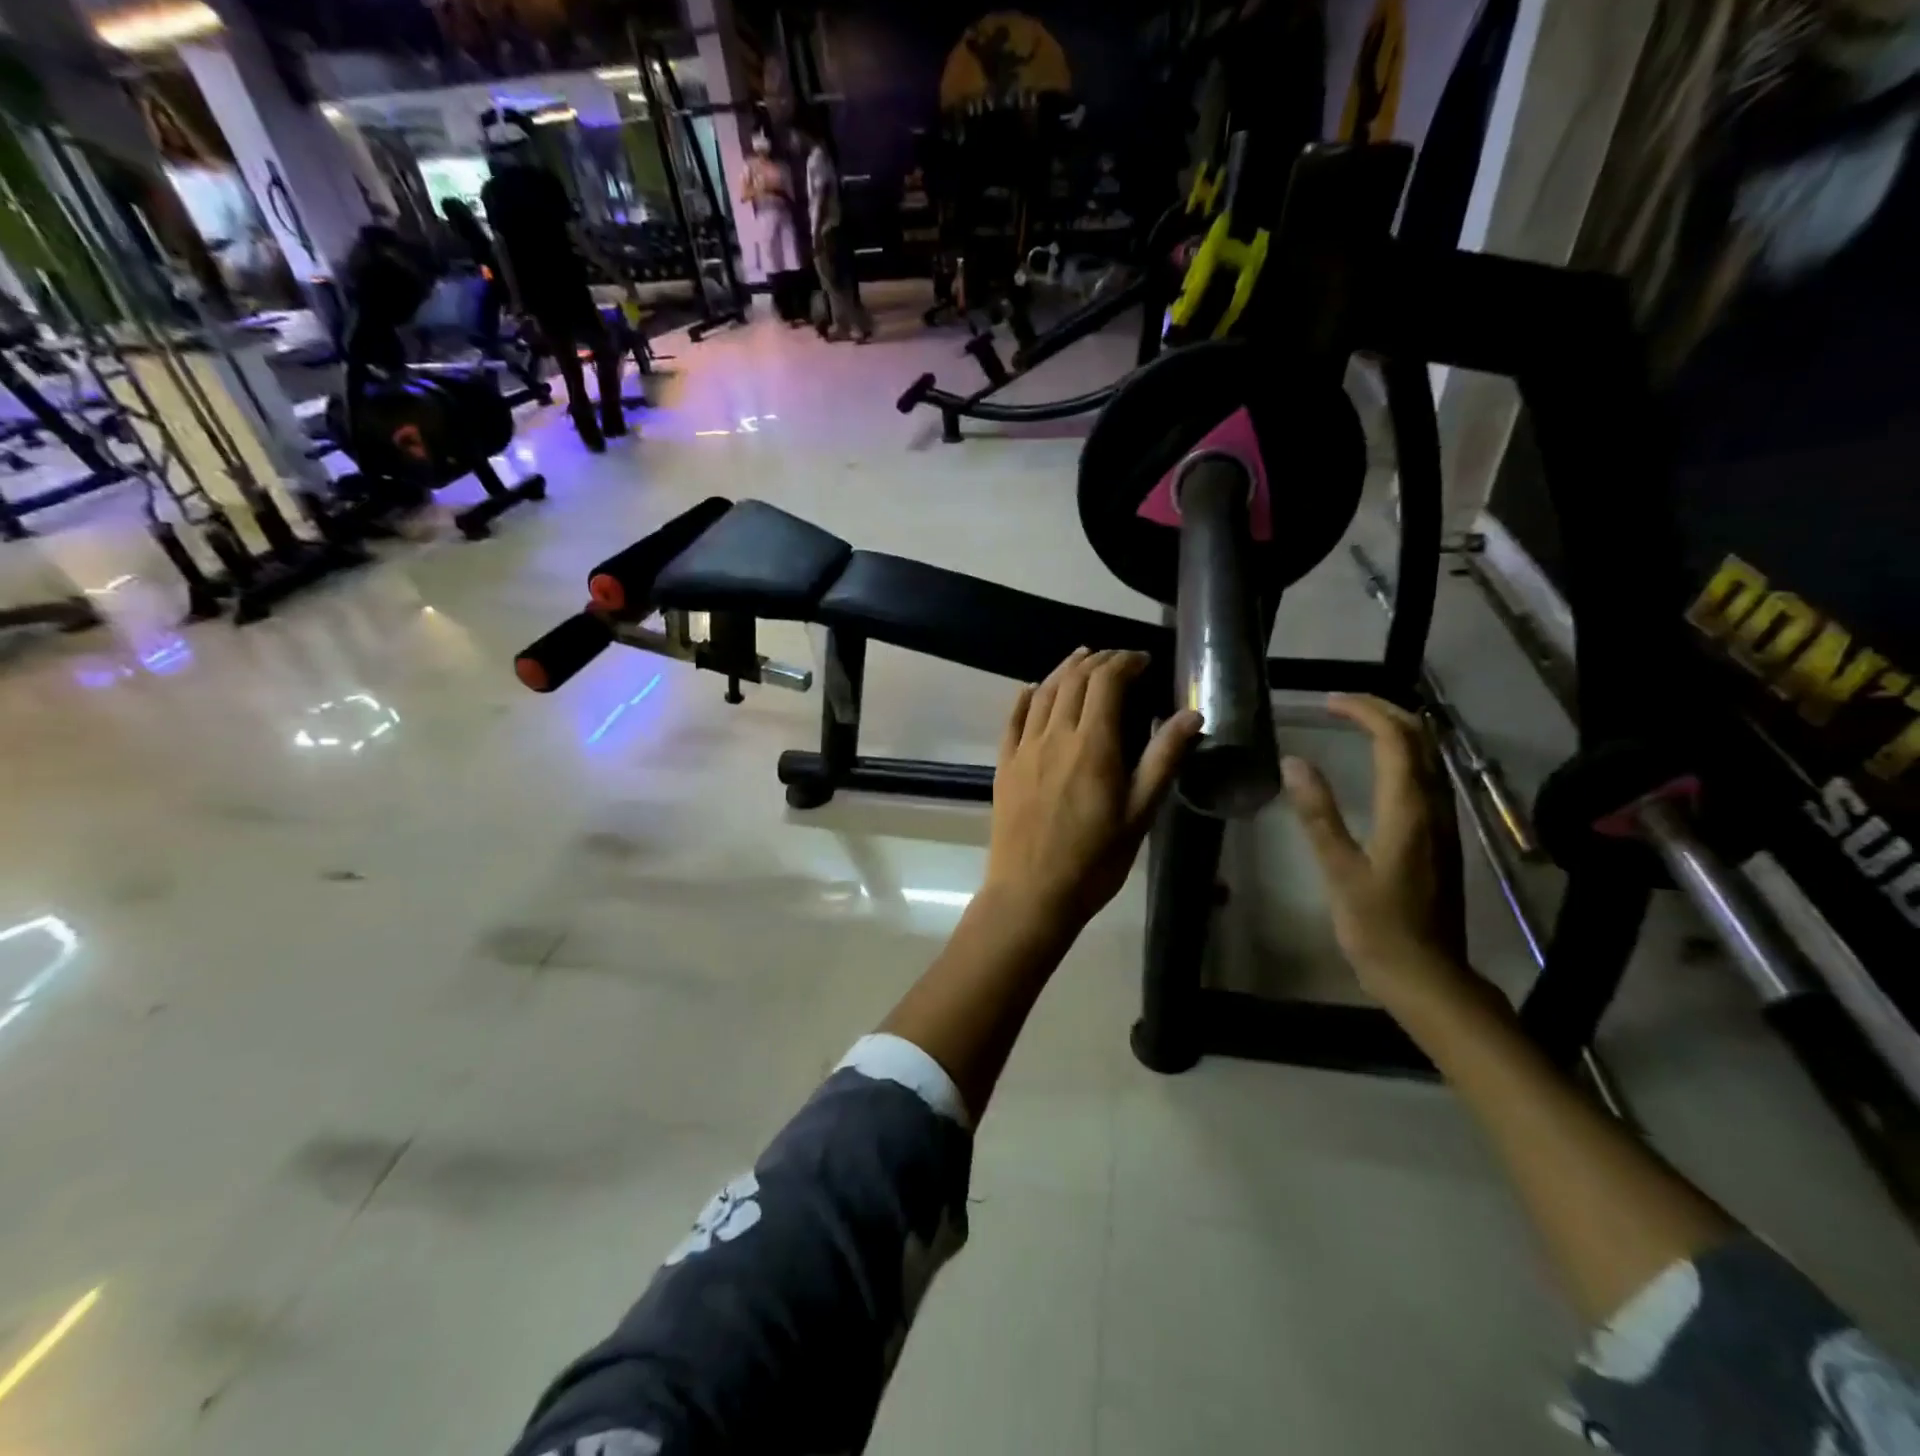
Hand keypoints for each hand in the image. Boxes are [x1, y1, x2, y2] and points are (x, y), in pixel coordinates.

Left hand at [985, 649, 1202, 932]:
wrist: (1031, 892)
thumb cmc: (1094, 859)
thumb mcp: (1140, 813)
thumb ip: (1164, 759)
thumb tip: (1193, 714)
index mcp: (1093, 744)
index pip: (1107, 682)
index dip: (1125, 662)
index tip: (1143, 661)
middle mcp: (1055, 735)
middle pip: (1074, 680)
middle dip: (1098, 661)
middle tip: (1117, 660)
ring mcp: (1024, 748)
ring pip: (1042, 693)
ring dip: (1064, 671)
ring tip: (1081, 660)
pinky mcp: (1004, 765)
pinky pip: (1013, 718)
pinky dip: (1026, 697)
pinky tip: (1031, 690)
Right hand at [1282, 695, 1475, 1006]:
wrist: (1428, 976)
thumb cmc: (1377, 926)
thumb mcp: (1339, 870)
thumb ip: (1318, 814)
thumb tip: (1294, 763)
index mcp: (1408, 810)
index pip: (1394, 739)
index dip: (1364, 712)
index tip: (1328, 702)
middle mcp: (1434, 807)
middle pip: (1421, 740)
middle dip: (1385, 712)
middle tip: (1343, 705)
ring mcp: (1443, 823)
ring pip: (1430, 757)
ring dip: (1398, 730)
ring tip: (1359, 724)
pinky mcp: (1441, 839)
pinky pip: (1429, 778)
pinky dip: (1405, 756)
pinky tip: (1383, 766)